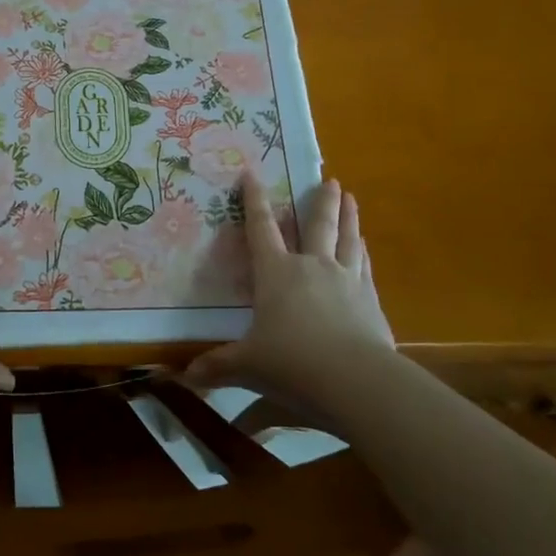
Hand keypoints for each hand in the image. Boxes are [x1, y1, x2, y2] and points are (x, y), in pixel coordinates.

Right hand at [184, 173, 392, 408]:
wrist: (356, 381)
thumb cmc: (292, 364)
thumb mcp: (248, 366)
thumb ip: (218, 365)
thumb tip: (184, 374)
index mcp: (276, 273)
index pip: (260, 228)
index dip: (254, 201)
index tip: (252, 174)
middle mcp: (311, 267)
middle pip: (317, 225)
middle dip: (320, 201)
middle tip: (329, 179)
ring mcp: (346, 281)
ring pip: (347, 239)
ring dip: (348, 217)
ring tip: (350, 197)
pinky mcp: (371, 301)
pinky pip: (365, 266)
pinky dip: (363, 252)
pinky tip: (365, 247)